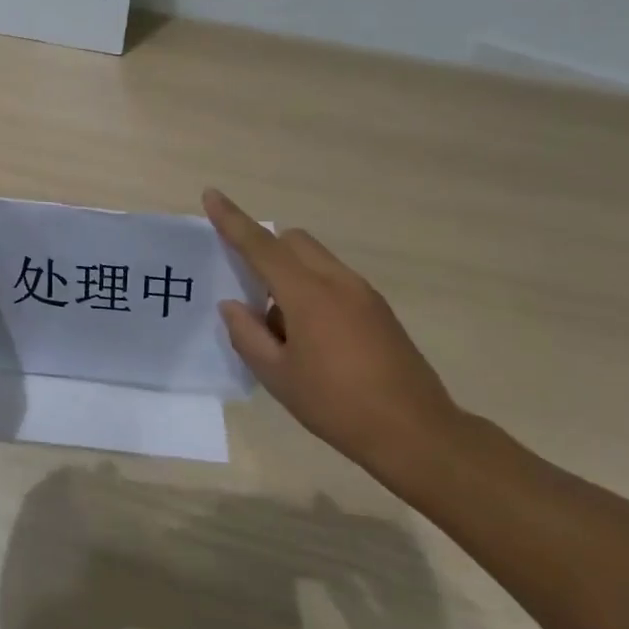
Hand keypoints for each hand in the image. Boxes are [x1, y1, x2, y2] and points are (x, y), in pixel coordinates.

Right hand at [203, 188, 461, 483]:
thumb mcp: (278, 377)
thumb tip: (233, 306)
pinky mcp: (379, 309)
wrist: (415, 433)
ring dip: (290, 273)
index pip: (261, 245)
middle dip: (265, 248)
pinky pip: (335, 280)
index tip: (212, 195)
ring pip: (316, 259)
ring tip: (282, 328)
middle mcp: (337, 281)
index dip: (233, 220)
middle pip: (293, 241)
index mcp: (308, 294)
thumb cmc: (337, 405)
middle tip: (250, 290)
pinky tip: (312, 338)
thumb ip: (248, 335)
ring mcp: (364, 293)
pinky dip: (312, 289)